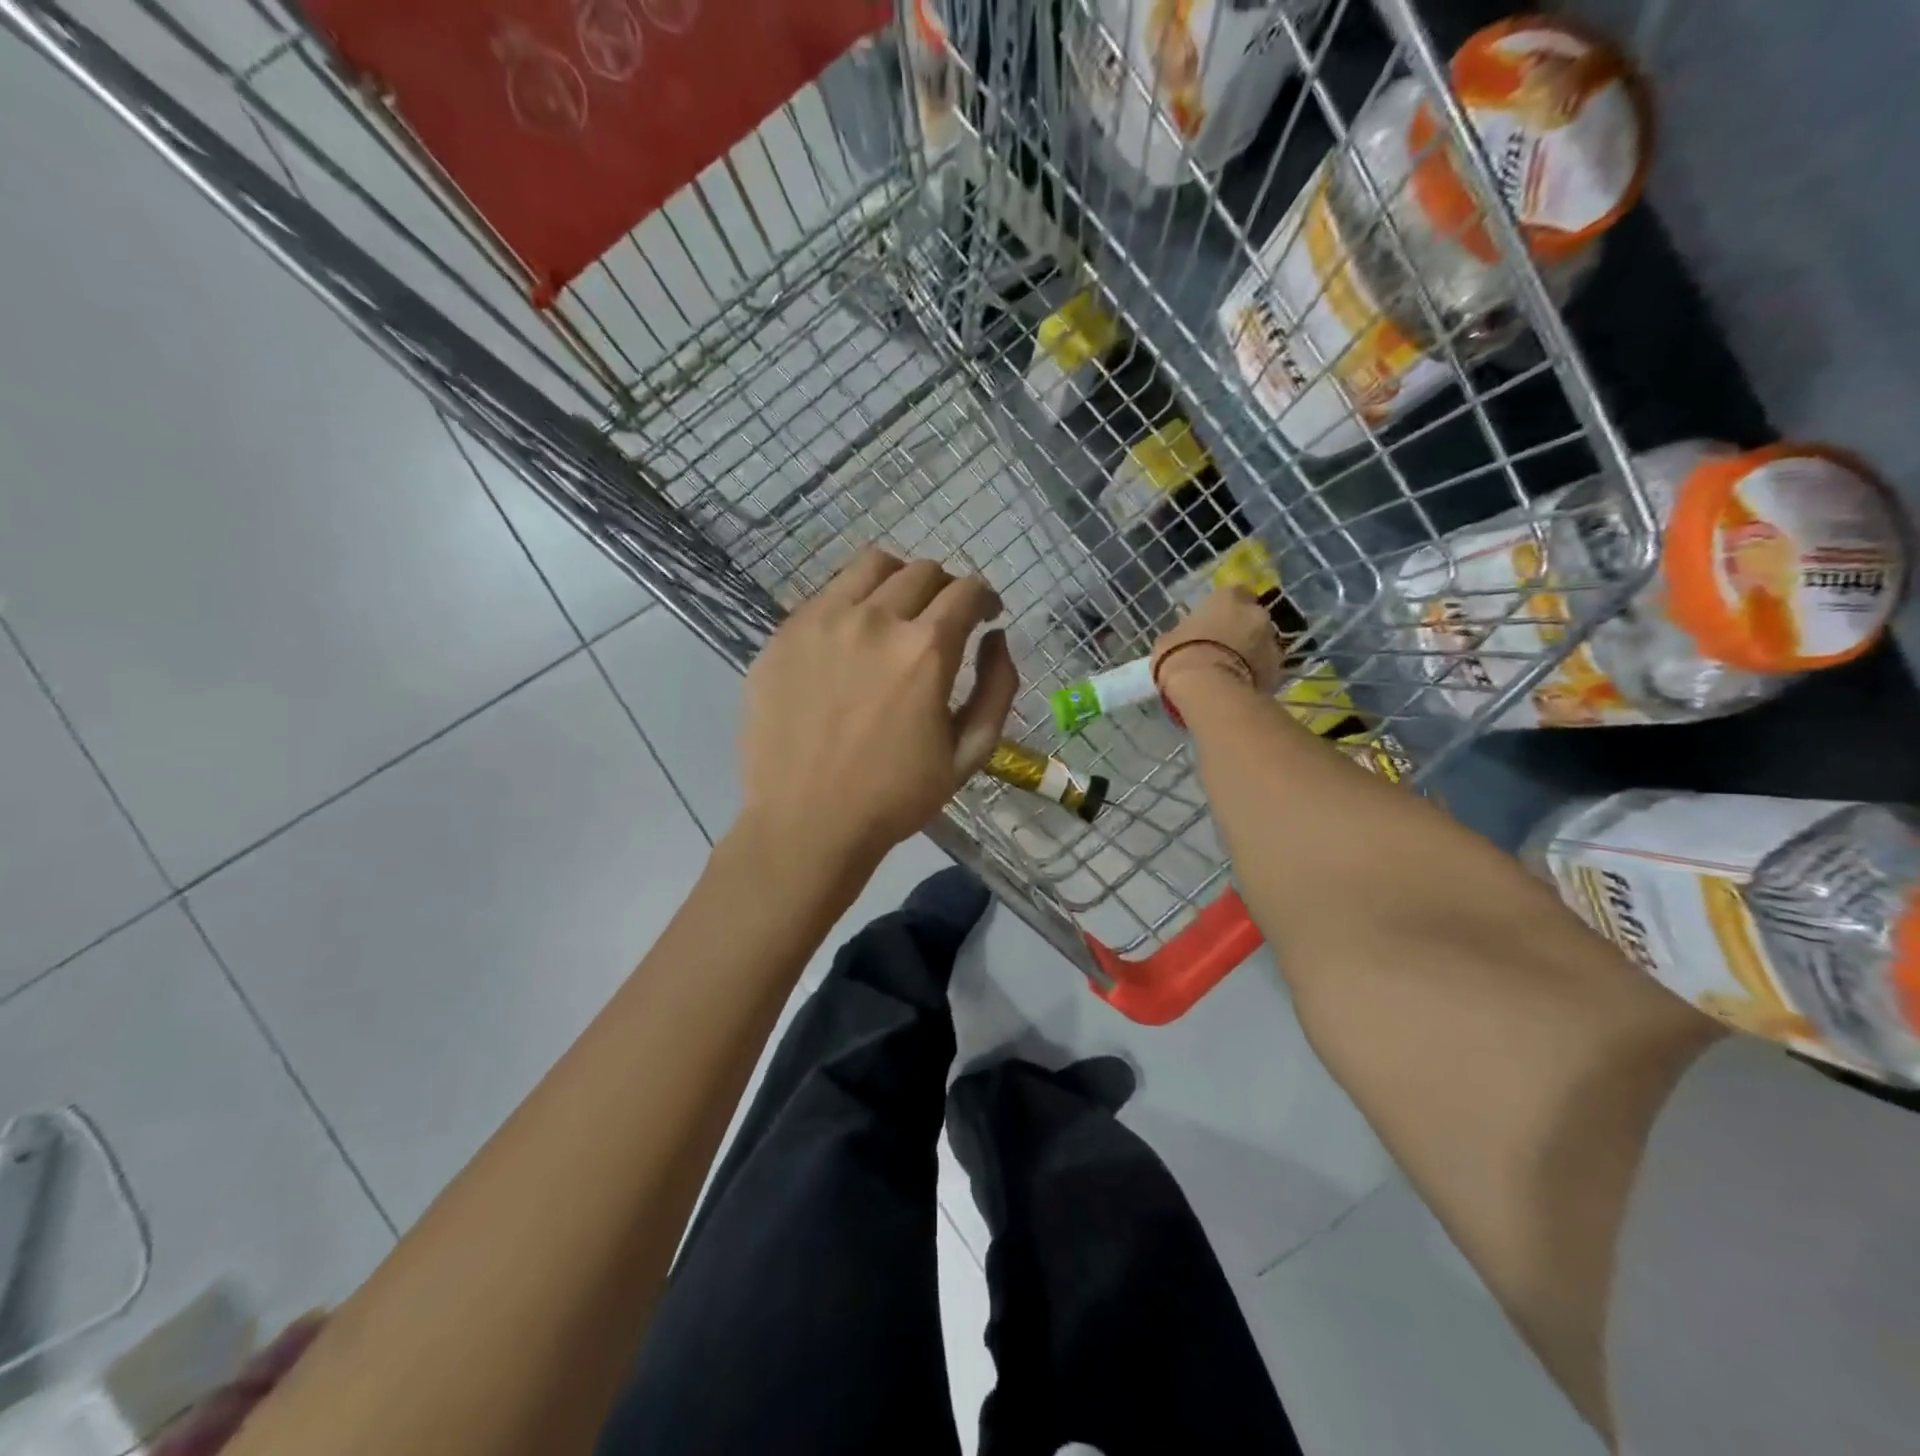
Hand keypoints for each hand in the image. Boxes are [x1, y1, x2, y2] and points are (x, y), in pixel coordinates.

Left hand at [738, 549, 1018, 864]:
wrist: (806, 823)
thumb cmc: (895, 797)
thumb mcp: (970, 753)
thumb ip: (997, 687)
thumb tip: (996, 637)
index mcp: (925, 650)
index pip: (967, 590)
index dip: (985, 598)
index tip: (986, 616)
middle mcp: (874, 620)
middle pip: (923, 572)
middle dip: (946, 589)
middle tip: (944, 620)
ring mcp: (821, 621)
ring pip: (872, 566)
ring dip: (899, 581)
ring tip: (898, 613)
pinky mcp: (783, 635)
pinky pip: (827, 595)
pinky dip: (852, 603)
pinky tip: (851, 640)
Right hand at [1151, 585, 1284, 703]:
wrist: (1207, 689)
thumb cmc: (1181, 655)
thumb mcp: (1168, 640)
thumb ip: (1184, 633)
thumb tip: (1184, 638)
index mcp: (1227, 598)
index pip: (1234, 593)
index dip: (1226, 608)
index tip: (1214, 621)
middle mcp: (1255, 612)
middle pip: (1252, 617)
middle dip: (1241, 630)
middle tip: (1223, 647)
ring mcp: (1272, 641)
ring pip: (1262, 643)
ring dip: (1251, 652)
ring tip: (1231, 671)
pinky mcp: (1278, 669)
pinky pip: (1266, 668)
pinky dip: (1257, 674)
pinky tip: (1240, 686)